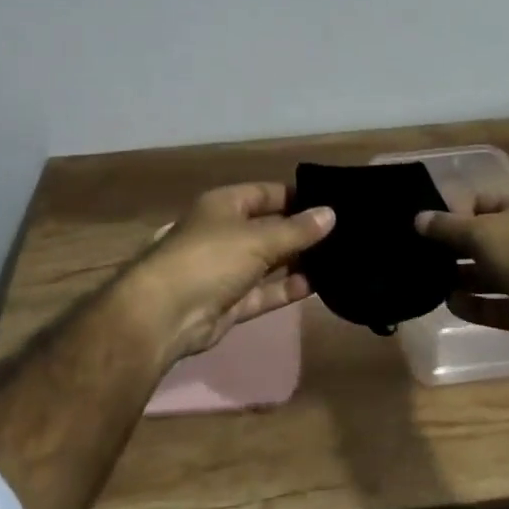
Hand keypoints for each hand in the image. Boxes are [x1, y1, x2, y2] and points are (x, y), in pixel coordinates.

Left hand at [123, 182, 333, 361]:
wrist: (165, 315)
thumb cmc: (210, 259)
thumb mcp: (259, 239)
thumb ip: (297, 230)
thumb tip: (331, 213)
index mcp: (225, 205)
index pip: (267, 193)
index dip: (297, 197)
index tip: (331, 203)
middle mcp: (225, 233)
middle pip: (269, 228)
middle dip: (301, 232)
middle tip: (343, 235)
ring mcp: (226, 269)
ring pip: (268, 262)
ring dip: (297, 262)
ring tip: (337, 260)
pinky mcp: (229, 302)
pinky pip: (264, 291)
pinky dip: (286, 289)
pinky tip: (317, 286)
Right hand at [415, 186, 508, 350]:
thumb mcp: (480, 231)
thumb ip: (447, 227)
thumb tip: (418, 218)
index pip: (481, 201)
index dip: (454, 212)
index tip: (428, 228)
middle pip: (485, 238)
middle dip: (456, 248)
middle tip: (425, 257)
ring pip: (491, 272)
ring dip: (464, 278)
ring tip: (433, 282)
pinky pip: (499, 302)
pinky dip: (477, 304)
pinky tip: (451, 305)